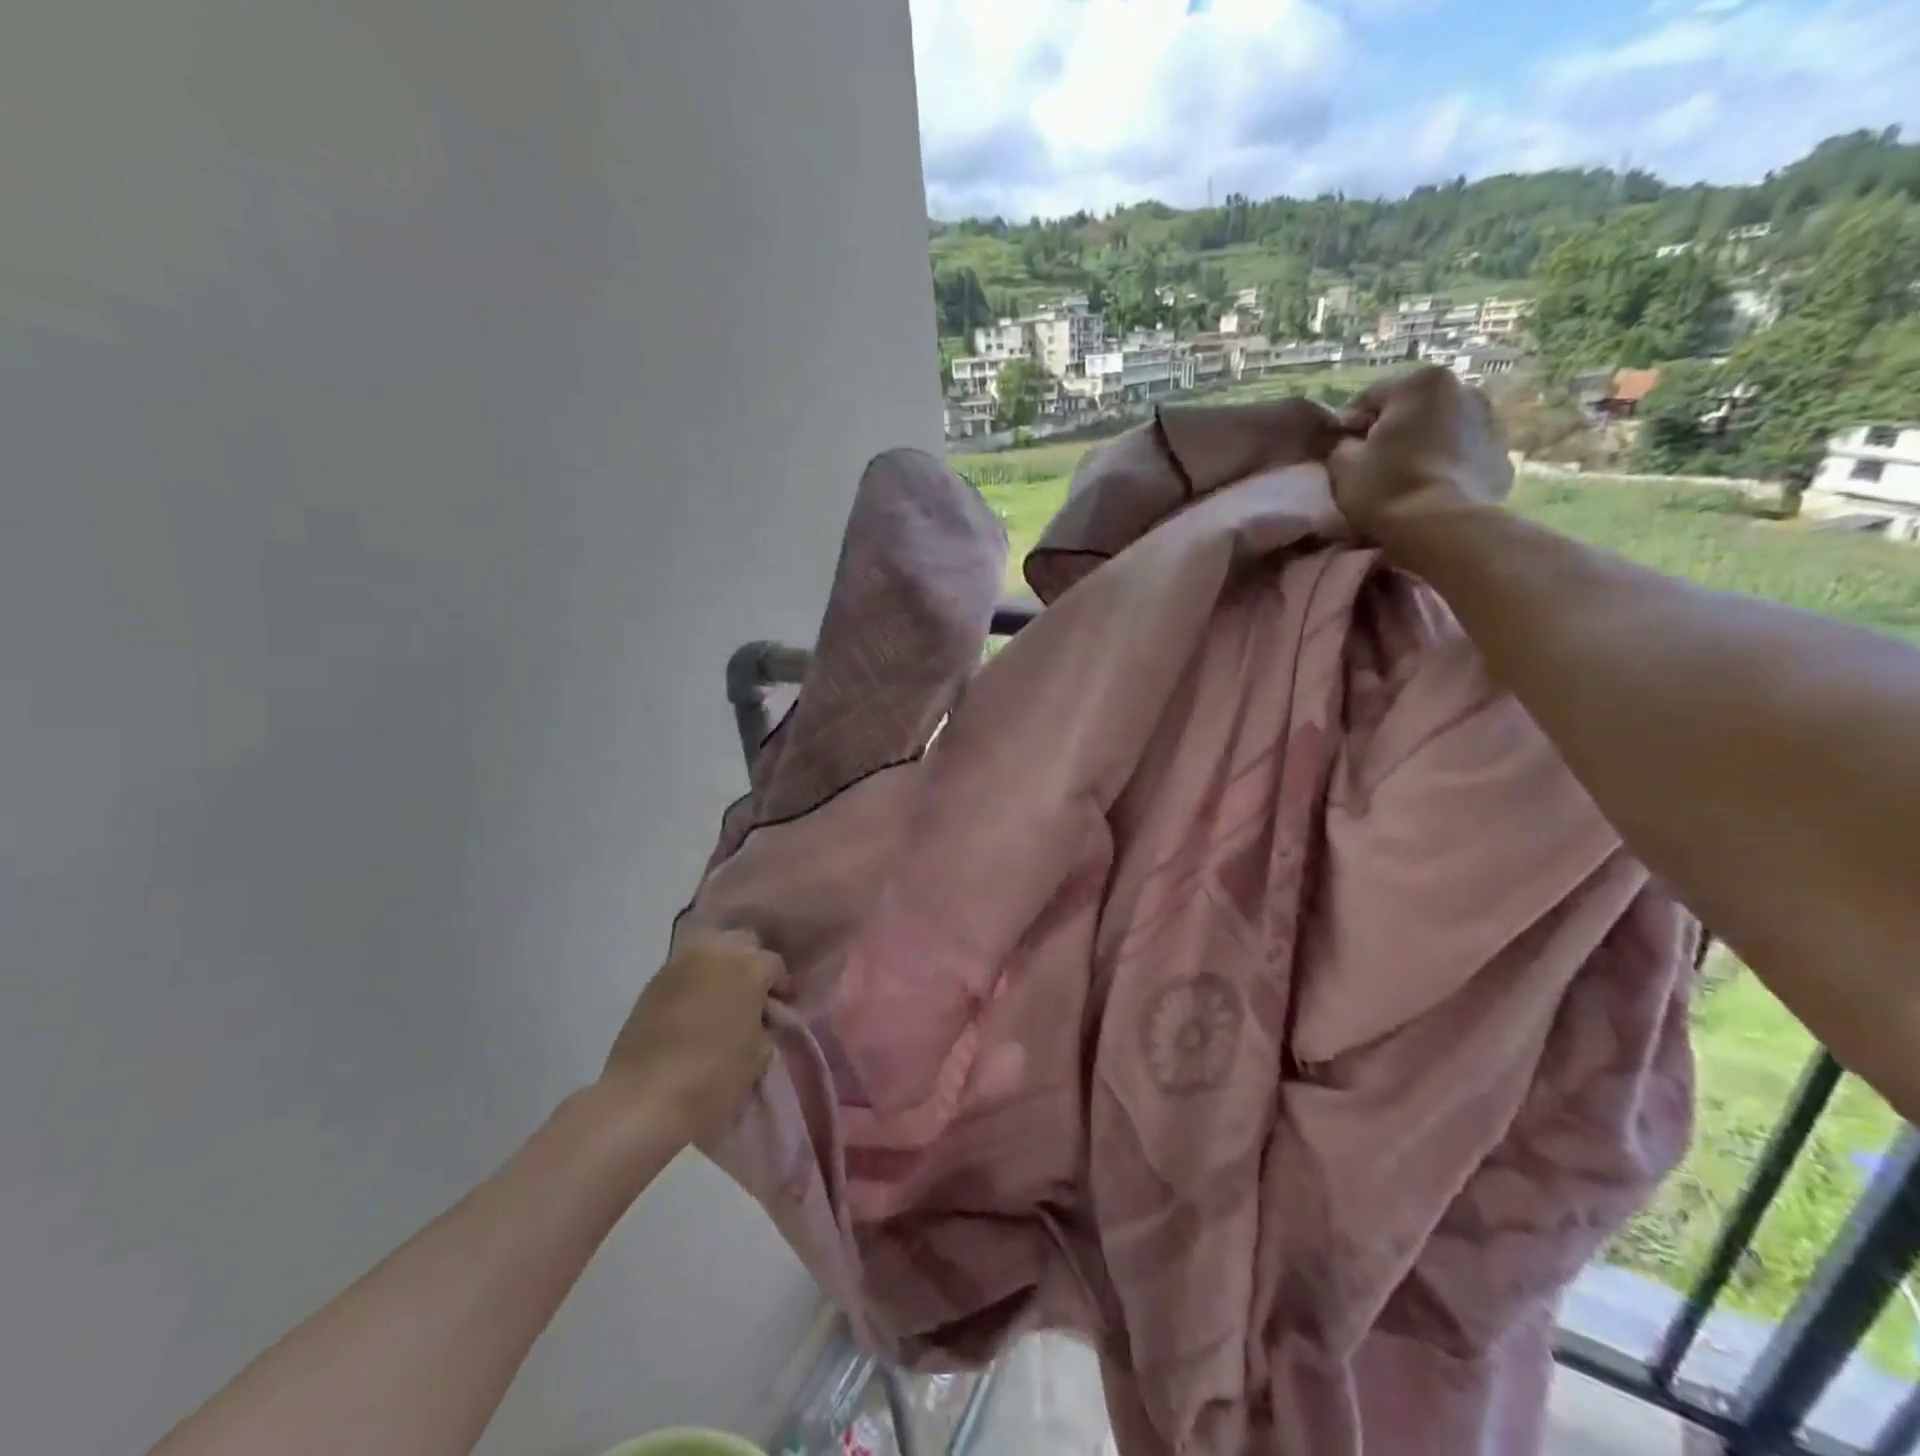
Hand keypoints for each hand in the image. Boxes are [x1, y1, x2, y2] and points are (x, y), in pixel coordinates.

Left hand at [600, 928, 783, 1146]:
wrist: (642, 1100)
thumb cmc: (713, 1079)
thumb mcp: (757, 1058)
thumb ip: (764, 1029)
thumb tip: (758, 1023)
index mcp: (749, 967)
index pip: (775, 963)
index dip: (780, 985)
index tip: (780, 1008)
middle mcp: (716, 953)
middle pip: (743, 942)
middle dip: (751, 963)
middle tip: (752, 996)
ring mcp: (680, 963)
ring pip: (711, 948)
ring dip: (721, 966)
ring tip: (722, 998)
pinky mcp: (653, 981)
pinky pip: (685, 968)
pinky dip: (695, 979)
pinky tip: (695, 1007)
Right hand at [1328, 367, 1513, 537]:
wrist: (1442, 528)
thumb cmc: (1386, 487)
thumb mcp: (1342, 464)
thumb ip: (1337, 443)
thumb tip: (1341, 438)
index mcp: (1422, 383)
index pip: (1370, 398)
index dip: (1348, 427)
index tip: (1338, 454)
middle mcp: (1464, 389)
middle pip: (1413, 410)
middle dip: (1393, 433)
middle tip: (1372, 467)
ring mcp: (1491, 422)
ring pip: (1442, 430)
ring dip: (1423, 446)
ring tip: (1404, 479)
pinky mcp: (1502, 457)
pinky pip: (1464, 455)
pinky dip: (1447, 466)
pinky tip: (1430, 490)